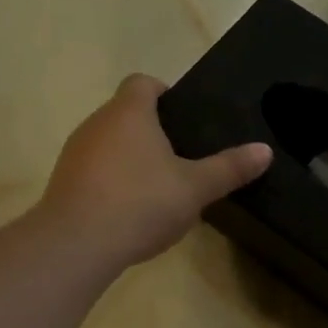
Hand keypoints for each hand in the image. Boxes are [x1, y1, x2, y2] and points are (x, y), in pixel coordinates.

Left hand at [38, 74, 272, 270]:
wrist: (76, 244)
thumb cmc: (141, 203)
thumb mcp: (195, 188)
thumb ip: (229, 168)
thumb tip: (265, 150)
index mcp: (130, 112)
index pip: (143, 82)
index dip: (164, 93)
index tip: (184, 119)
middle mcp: (97, 122)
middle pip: (126, 112)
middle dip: (151, 130)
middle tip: (181, 158)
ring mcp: (74, 152)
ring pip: (108, 142)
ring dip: (130, 157)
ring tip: (158, 187)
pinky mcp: (63, 182)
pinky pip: (93, 170)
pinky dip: (111, 181)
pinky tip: (129, 211)